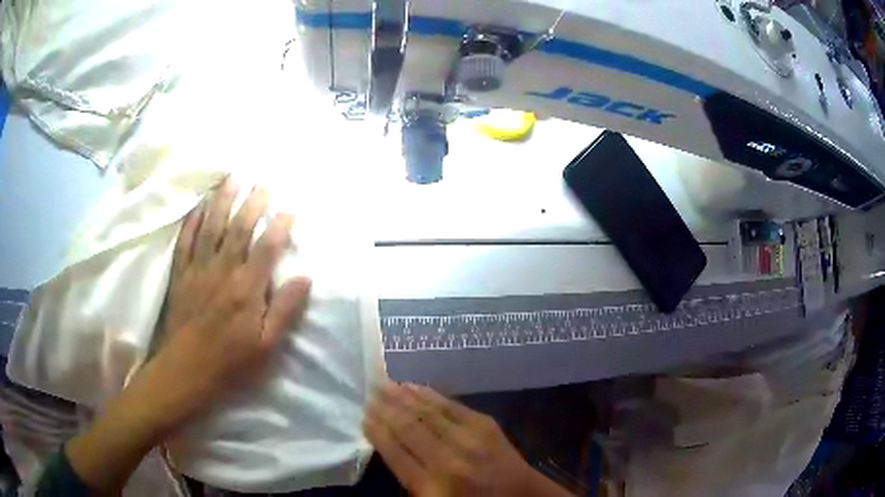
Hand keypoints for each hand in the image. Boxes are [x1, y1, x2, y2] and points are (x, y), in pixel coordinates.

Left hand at [63, 178, 311, 493]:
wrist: (186, 372)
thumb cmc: (230, 364)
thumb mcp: (267, 346)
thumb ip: (285, 310)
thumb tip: (305, 278)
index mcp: (246, 290)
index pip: (266, 248)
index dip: (280, 226)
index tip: (290, 210)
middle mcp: (222, 272)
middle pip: (238, 229)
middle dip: (252, 204)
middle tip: (263, 184)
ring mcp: (198, 270)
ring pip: (211, 228)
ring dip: (222, 201)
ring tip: (232, 180)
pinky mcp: (180, 275)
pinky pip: (186, 241)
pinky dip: (192, 221)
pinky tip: (199, 206)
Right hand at [364, 383, 571, 496]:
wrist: (520, 495)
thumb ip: (408, 477)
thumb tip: (386, 443)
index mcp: (431, 485)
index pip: (394, 452)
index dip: (376, 431)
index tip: (363, 415)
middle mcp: (448, 459)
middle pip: (408, 428)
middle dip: (385, 408)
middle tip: (369, 391)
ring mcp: (470, 439)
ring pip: (427, 412)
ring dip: (403, 396)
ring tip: (385, 384)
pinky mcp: (486, 424)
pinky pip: (450, 405)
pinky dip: (429, 394)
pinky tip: (414, 386)